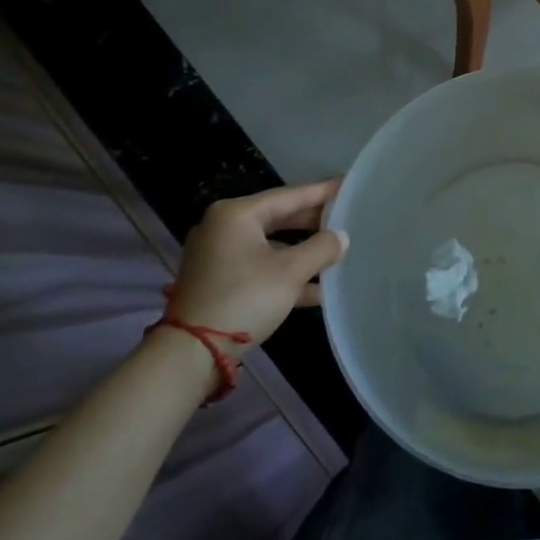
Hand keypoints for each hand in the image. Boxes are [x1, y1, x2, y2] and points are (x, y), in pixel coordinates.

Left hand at [167, 180, 346, 346]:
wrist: (191, 355)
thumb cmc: (244, 299)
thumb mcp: (290, 272)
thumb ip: (321, 248)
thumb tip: (341, 237)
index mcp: (237, 214)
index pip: (290, 195)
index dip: (322, 192)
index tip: (348, 185)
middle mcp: (223, 228)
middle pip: (279, 218)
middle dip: (314, 223)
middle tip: (347, 218)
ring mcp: (218, 256)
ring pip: (271, 245)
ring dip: (302, 252)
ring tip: (337, 252)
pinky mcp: (218, 281)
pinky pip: (260, 267)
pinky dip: (285, 273)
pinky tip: (317, 288)